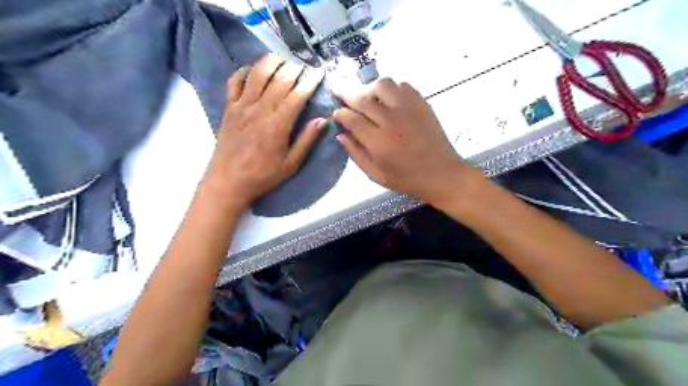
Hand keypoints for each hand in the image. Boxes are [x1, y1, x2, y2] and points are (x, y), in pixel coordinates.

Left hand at [202, 55, 324, 208]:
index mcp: (278, 125)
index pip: (297, 96)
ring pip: (257, 75)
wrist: (228, 181)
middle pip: (279, 80)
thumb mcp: (291, 164)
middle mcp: (260, 110)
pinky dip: (243, 71)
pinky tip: (252, 70)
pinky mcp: (229, 108)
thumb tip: (323, 120)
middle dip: (294, 68)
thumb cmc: (263, 175)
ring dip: (270, 62)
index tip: (319, 73)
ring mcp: (242, 106)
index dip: (310, 82)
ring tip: (282, 58)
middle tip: (304, 64)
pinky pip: (234, 82)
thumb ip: (306, 140)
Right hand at [334, 78, 482, 205]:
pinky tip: (387, 98)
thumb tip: (340, 135)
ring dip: (369, 87)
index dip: (340, 113)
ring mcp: (408, 109)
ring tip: (365, 94)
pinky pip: (402, 86)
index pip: (352, 119)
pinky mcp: (422, 103)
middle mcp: (391, 120)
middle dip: (347, 93)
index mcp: (378, 142)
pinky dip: (390, 88)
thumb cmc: (406, 179)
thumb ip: (356, 154)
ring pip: (383, 85)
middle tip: (339, 91)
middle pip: (364, 98)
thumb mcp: (376, 175)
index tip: (336, 112)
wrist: (441, 173)